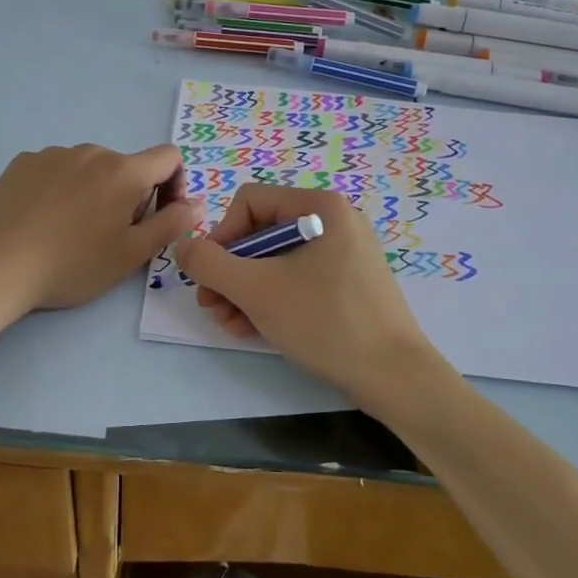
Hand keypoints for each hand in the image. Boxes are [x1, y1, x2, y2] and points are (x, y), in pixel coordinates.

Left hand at [0, 143, 205, 315]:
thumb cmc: (71, 265)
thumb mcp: (131, 255)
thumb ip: (172, 224)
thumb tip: (197, 203)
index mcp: (123, 170)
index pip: (168, 157)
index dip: (174, 185)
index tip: (158, 217)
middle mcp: (90, 151)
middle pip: (126, 167)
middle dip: (130, 196)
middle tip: (109, 237)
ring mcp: (52, 154)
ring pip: (90, 170)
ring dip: (94, 192)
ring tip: (70, 233)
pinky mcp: (22, 163)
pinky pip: (56, 171)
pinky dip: (61, 190)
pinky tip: (42, 222)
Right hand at [176, 185, 448, 400]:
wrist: (394, 376)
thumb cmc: (324, 322)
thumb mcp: (256, 290)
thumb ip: (209, 263)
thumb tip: (183, 246)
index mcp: (319, 206)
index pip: (248, 202)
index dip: (220, 237)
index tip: (210, 277)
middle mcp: (334, 220)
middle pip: (260, 233)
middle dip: (230, 272)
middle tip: (212, 307)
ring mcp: (344, 253)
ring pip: (276, 260)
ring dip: (244, 290)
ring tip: (229, 323)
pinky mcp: (348, 283)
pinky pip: (298, 279)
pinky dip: (271, 299)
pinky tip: (252, 328)